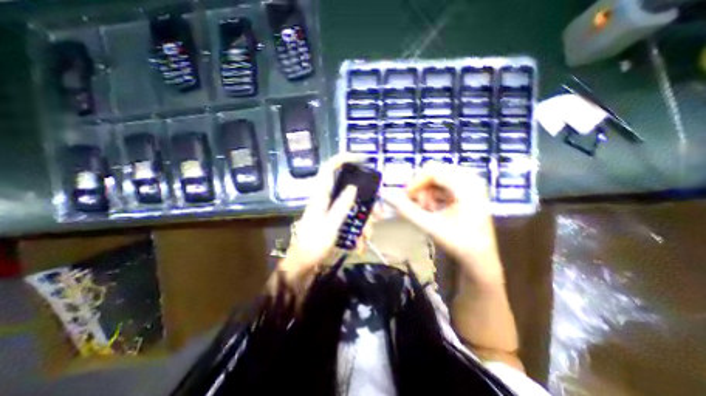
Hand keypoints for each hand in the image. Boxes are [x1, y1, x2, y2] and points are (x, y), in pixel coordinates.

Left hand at [279, 154, 359, 278]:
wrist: (303, 264)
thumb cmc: (313, 245)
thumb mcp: (330, 226)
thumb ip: (341, 206)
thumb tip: (353, 187)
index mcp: (320, 195)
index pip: (329, 168)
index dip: (343, 159)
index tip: (362, 159)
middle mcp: (326, 199)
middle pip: (348, 189)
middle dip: (365, 202)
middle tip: (378, 214)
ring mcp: (331, 210)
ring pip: (353, 206)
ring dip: (363, 221)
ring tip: (366, 238)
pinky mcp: (334, 220)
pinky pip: (350, 219)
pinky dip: (358, 230)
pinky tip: (360, 244)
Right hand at [383, 166, 504, 284]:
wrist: (480, 259)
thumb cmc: (460, 244)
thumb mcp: (431, 227)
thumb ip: (408, 212)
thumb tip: (388, 198)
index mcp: (467, 185)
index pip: (433, 171)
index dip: (415, 182)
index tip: (405, 197)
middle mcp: (469, 179)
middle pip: (434, 173)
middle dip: (421, 188)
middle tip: (417, 205)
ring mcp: (468, 185)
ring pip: (436, 179)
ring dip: (426, 194)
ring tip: (427, 211)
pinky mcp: (464, 191)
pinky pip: (441, 186)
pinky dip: (432, 196)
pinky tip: (433, 210)